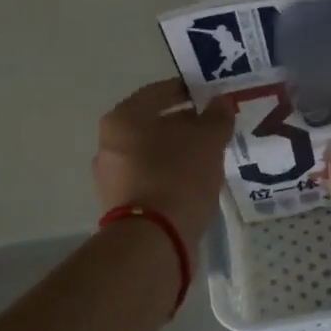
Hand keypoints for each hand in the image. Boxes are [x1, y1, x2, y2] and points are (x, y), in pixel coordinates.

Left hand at [93, 78, 234, 242]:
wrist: (154, 240)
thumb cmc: (178, 177)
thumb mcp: (208, 141)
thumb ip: (216, 117)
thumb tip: (222, 101)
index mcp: (123, 119)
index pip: (158, 92)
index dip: (187, 91)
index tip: (210, 96)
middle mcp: (108, 143)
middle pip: (152, 123)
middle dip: (183, 123)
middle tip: (213, 127)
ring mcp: (110, 176)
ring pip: (150, 152)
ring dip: (176, 151)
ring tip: (207, 156)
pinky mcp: (119, 204)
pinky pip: (149, 177)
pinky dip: (169, 174)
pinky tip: (193, 181)